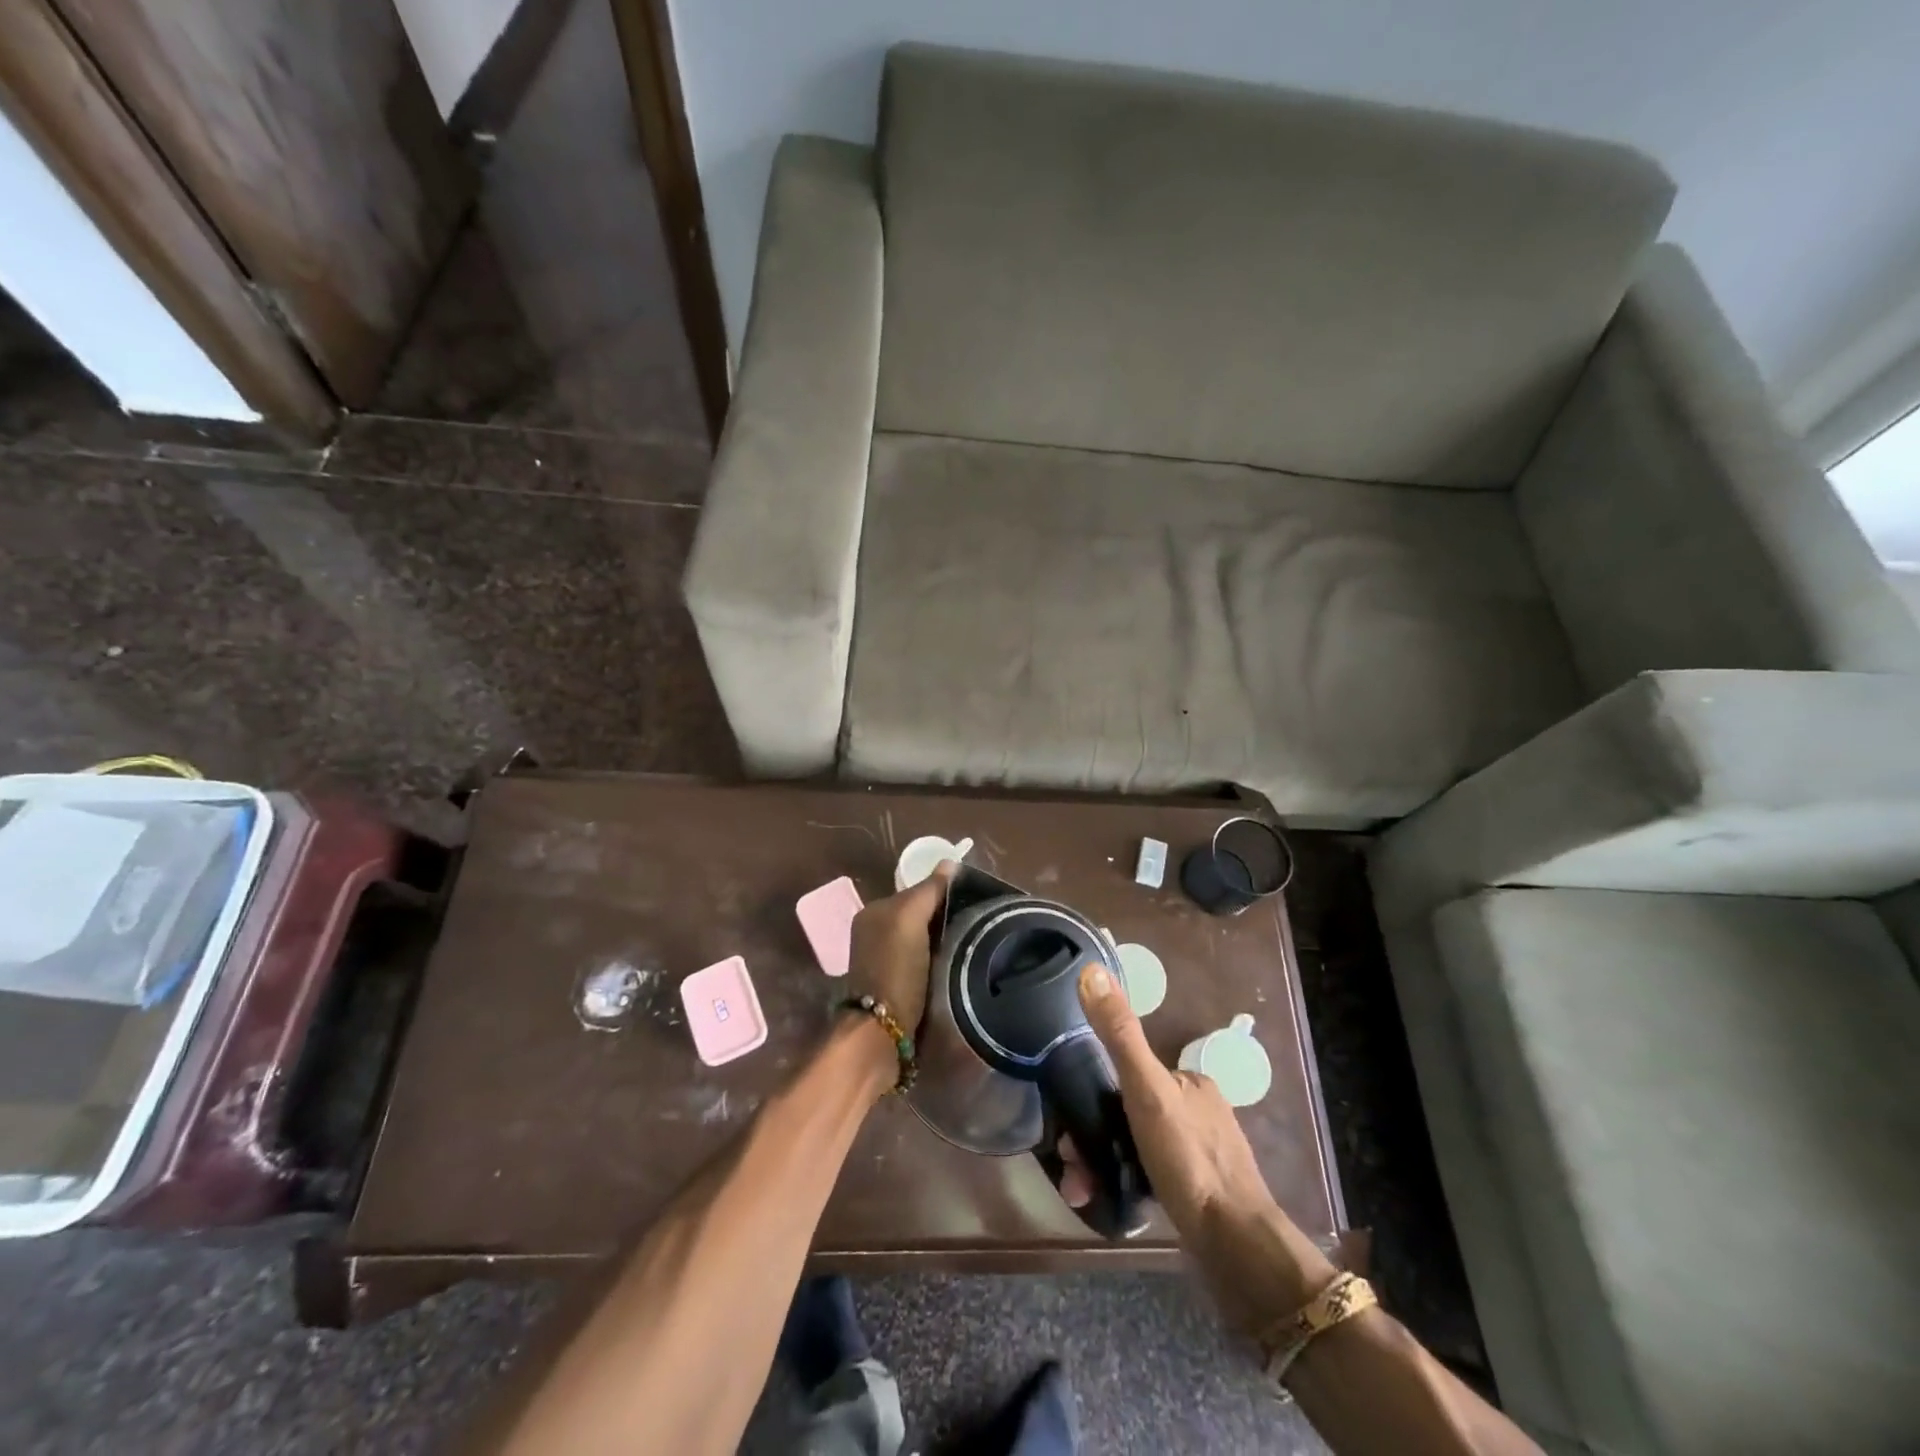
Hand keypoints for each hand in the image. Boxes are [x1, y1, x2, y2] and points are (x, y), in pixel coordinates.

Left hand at [845, 862, 956, 1034]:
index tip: (972, 900)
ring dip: (943, 941)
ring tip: (971, 944)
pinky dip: (938, 961)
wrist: (881, 1031)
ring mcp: (884, 961)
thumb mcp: (909, 919)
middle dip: (943, 918)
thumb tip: (950, 861)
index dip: (941, 893)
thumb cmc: (894, 968)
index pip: (915, 892)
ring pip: (923, 940)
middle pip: (919, 916)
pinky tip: (955, 965)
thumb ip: (928, 890)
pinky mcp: (896, 986)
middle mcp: (874, 933)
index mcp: (873, 912)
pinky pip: (923, 962)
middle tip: (976, 923)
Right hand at [1058, 962, 1273, 1232]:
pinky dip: (1126, 1183)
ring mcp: (1201, 1152)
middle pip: (1131, 1111)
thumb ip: (1120, 1034)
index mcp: (1190, 1080)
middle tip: (1072, 1164)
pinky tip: (1108, 1199)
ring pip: (1138, 1145)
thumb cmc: (1189, 1159)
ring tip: (1081, 1188)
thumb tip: (1090, 971)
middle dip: (1095, 1135)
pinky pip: (1151, 1175)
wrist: (1234, 1247)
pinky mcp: (1199, 1191)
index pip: (1131, 1071)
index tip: (1069, 1120)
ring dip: (1104, 1163)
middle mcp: (1198, 1110)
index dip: (1095, 1092)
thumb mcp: (1147, 1089)